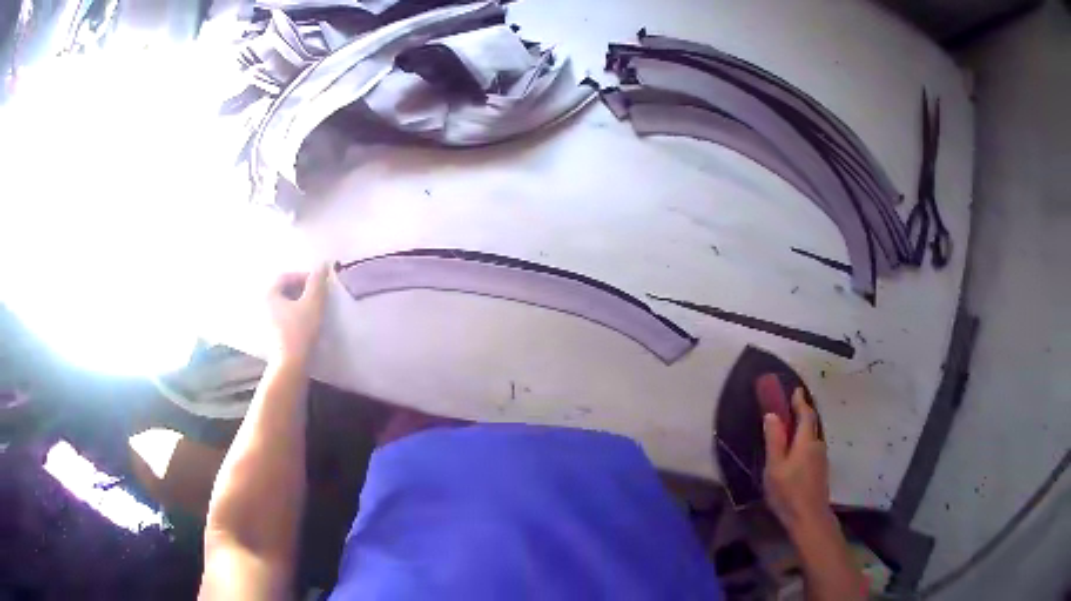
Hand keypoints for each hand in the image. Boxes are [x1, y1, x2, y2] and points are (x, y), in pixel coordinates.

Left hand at [266, 265, 328, 363]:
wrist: (290, 364)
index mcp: (270, 293)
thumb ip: (318, 282)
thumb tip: (324, 263)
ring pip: (284, 305)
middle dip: (302, 290)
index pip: (287, 276)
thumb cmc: (300, 330)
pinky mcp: (271, 335)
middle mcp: (264, 305)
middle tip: (318, 297)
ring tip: (314, 311)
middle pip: (284, 290)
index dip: (304, 276)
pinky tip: (306, 325)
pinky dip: (295, 317)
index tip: (319, 285)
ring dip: (299, 304)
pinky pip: (284, 318)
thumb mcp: (313, 303)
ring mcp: (266, 321)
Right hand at [763, 388, 834, 536]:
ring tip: (791, 428)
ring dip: (804, 429)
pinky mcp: (820, 470)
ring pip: (812, 437)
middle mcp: (817, 445)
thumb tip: (772, 415)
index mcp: (806, 441)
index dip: (800, 401)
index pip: (806, 415)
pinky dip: (804, 442)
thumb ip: (774, 440)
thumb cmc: (788, 492)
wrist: (809, 517)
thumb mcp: (775, 467)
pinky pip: (812, 448)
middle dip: (803, 414)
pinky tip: (797, 452)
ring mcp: (821, 458)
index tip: (796, 389)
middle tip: (792, 406)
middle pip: (811, 424)